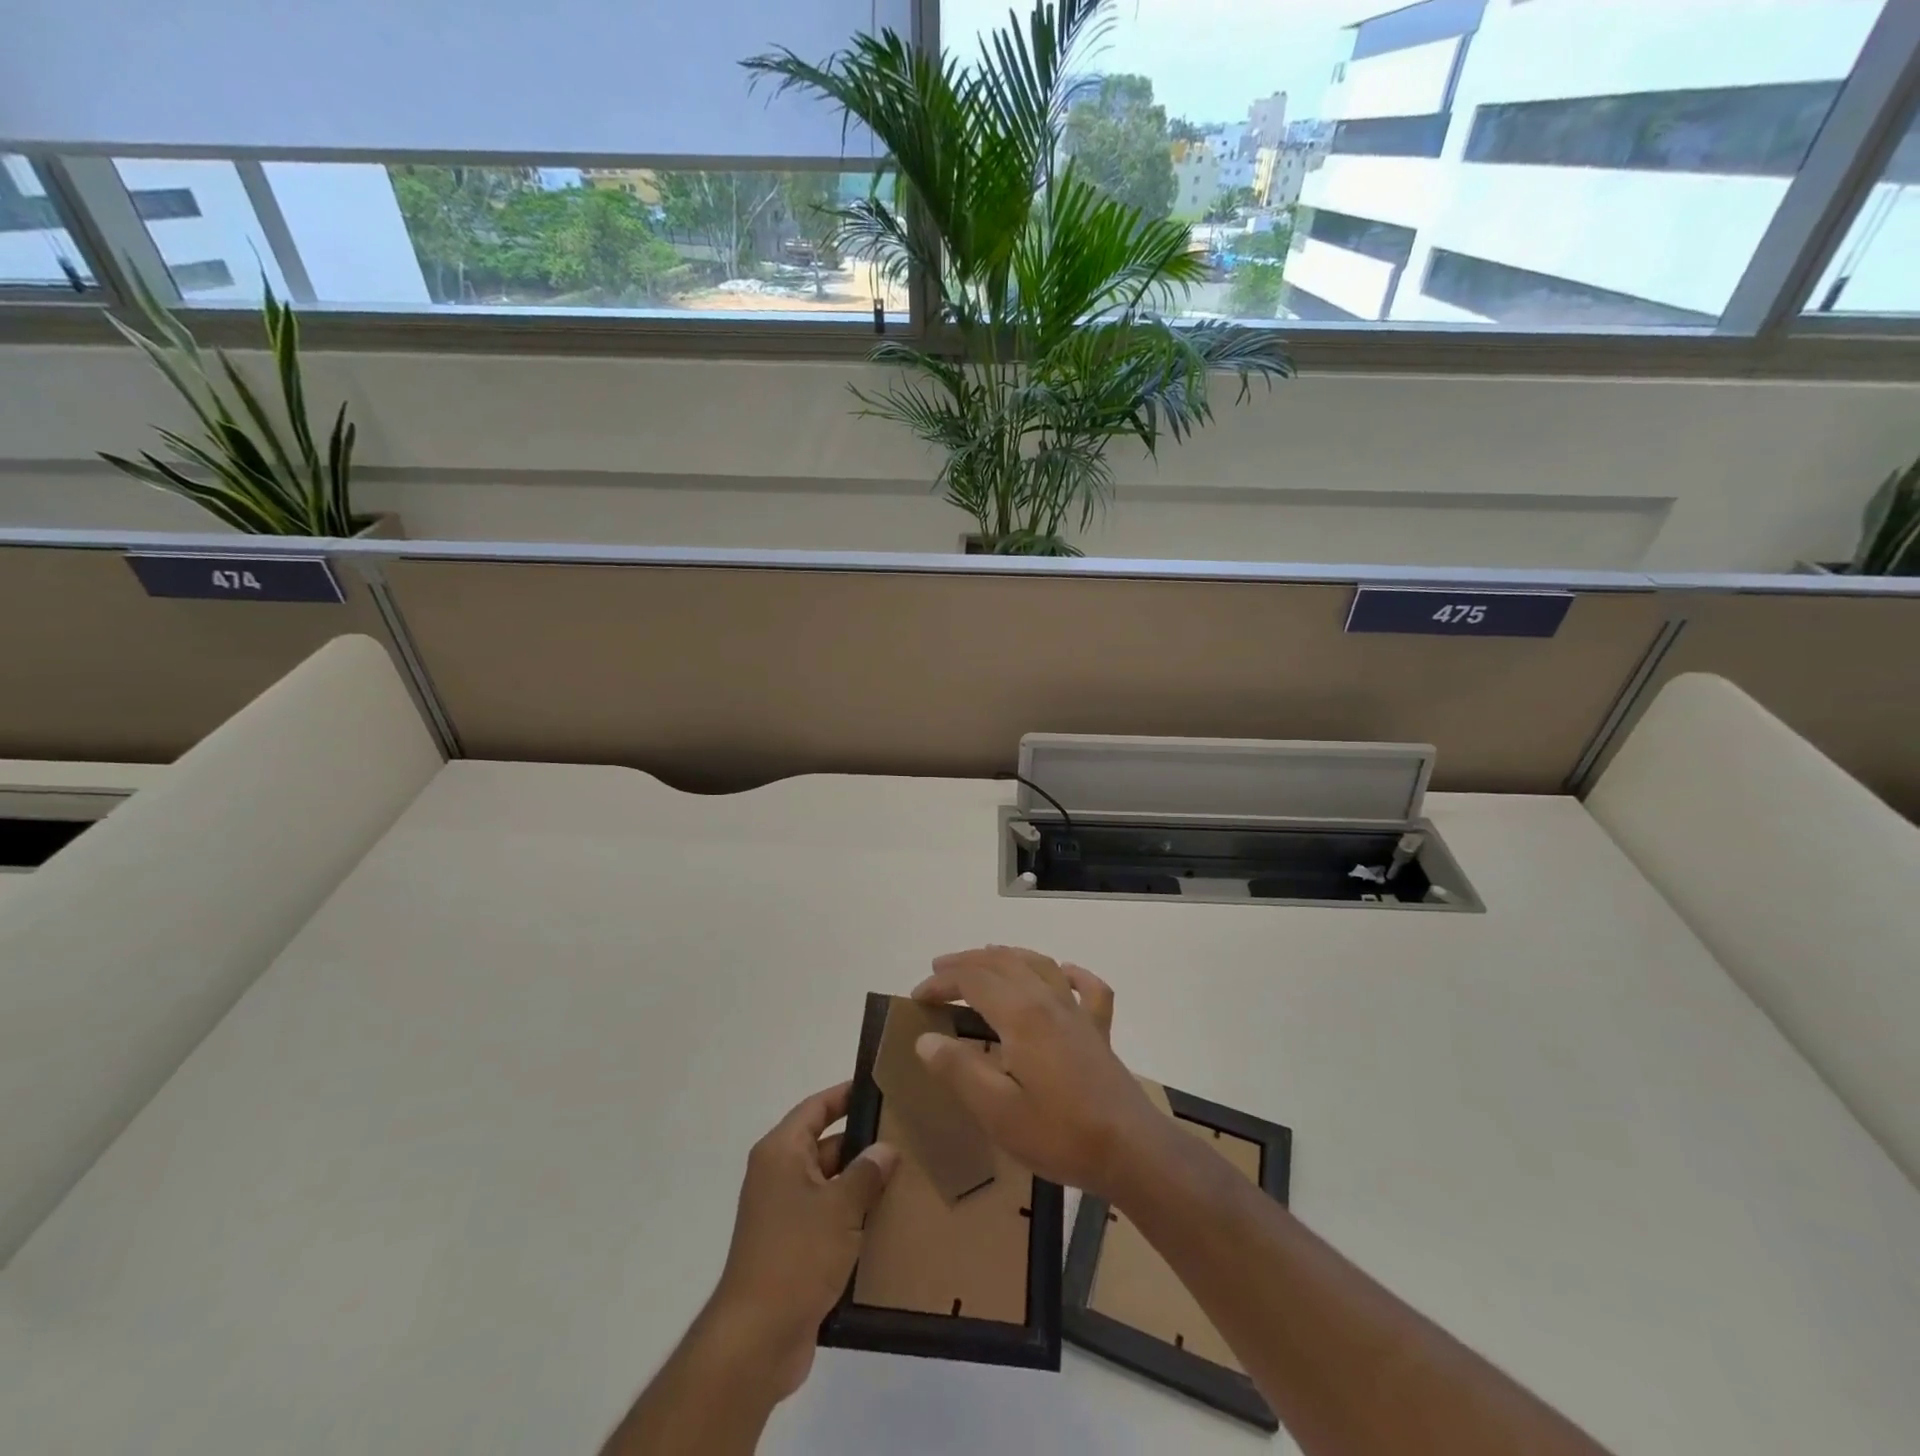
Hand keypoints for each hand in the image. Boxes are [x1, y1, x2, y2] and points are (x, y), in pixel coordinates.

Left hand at [705, 1083, 898, 1400]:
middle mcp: (778, 1175)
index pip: (816, 1108)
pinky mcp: (792, 1247)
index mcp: (781, 1153)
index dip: (846, 1095)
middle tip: (905, 1135)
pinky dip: (851, 1214)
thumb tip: (887, 1148)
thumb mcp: (840, 1208)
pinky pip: (827, 1216)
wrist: (757, 1339)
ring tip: (905, 1175)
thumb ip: (867, 1173)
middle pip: (824, 1144)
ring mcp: (783, 1213)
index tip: (881, 1089)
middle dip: (862, 1142)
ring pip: (829, 1183)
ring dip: (860, 1182)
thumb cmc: (796, 1256)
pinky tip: (886, 1218)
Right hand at [911, 946, 1165, 1198]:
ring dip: (1007, 956)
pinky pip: (1088, 987)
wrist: (1130, 1149)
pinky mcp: (1099, 1030)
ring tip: (984, 958)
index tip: (917, 997)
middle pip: (1003, 962)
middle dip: (968, 961)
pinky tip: (1063, 972)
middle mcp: (1048, 1000)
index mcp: (1021, 1015)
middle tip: (939, 970)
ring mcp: (1078, 1012)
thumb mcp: (997, 1111)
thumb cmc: (1059, 1133)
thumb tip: (926, 1040)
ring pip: (1039, 964)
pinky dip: (1070, 973)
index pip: (973, 981)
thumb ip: (959, 1070)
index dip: (942, 983)